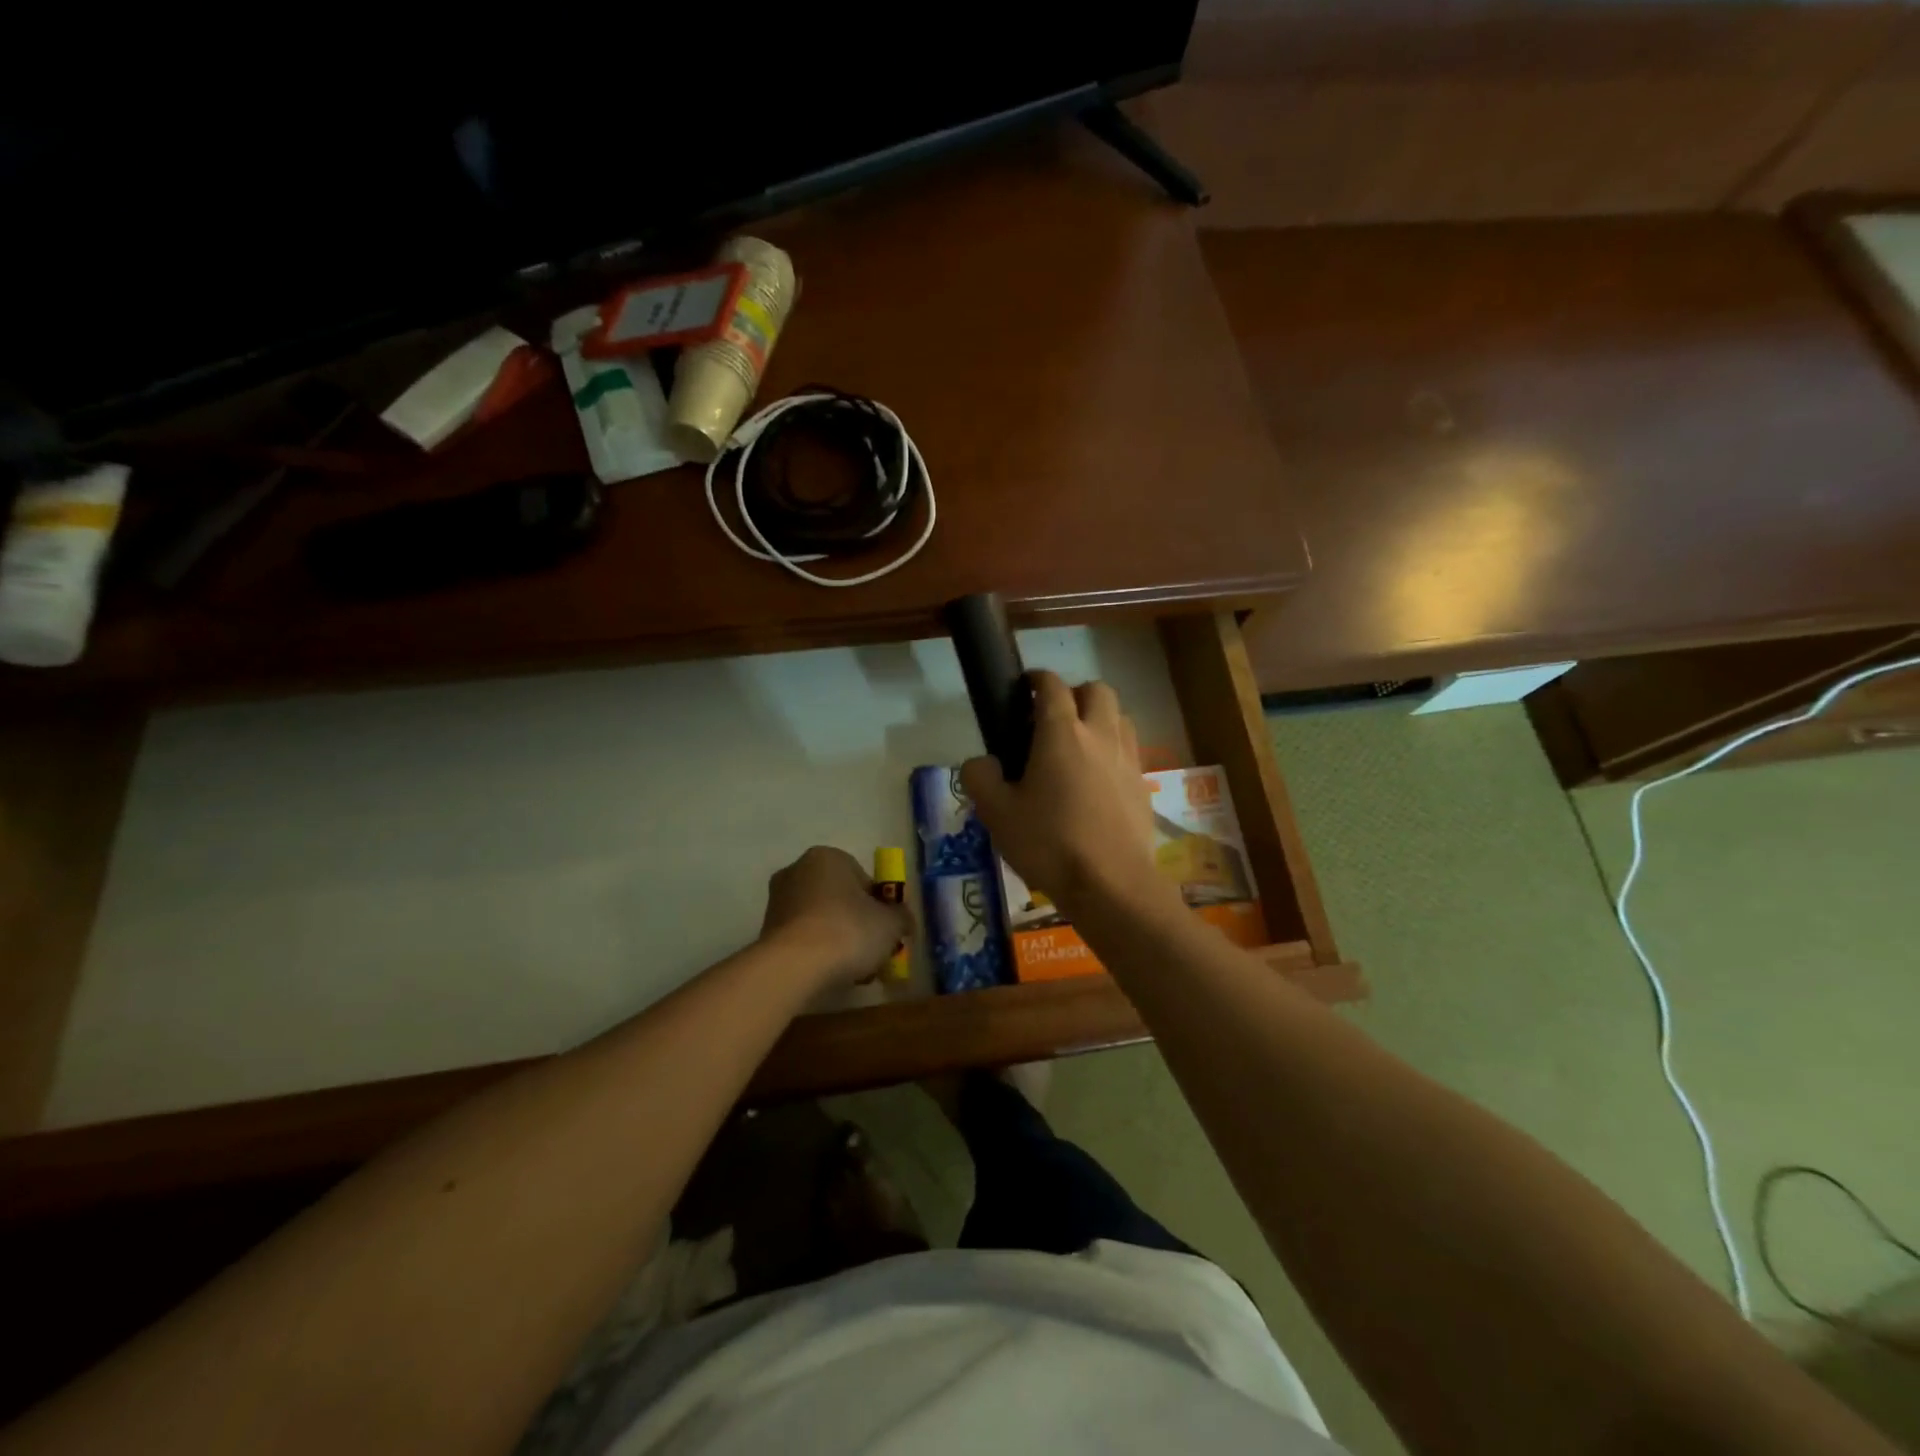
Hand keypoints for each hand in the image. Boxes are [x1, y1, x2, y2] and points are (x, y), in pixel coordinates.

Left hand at [759, 846, 910, 990]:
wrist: (793, 966)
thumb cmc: (847, 931)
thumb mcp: (890, 924)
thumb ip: (901, 917)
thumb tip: (903, 920)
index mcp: (828, 857)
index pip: (863, 878)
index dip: (879, 906)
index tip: (886, 931)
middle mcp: (798, 870)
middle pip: (839, 898)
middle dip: (856, 922)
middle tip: (871, 949)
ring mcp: (778, 900)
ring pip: (820, 918)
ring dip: (836, 938)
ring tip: (851, 968)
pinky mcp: (765, 930)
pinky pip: (802, 937)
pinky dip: (816, 951)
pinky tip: (828, 973)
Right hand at [960, 673, 1161, 916]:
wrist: (1111, 885)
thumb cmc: (1049, 844)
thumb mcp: (997, 814)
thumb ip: (980, 778)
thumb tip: (981, 762)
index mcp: (1062, 733)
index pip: (1052, 686)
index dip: (1037, 679)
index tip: (1025, 686)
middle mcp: (1100, 735)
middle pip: (1096, 690)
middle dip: (1075, 693)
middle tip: (1053, 717)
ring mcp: (1127, 759)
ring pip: (1119, 716)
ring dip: (1099, 717)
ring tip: (1078, 744)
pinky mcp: (1142, 785)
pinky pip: (1129, 749)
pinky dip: (1113, 748)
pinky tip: (1097, 778)